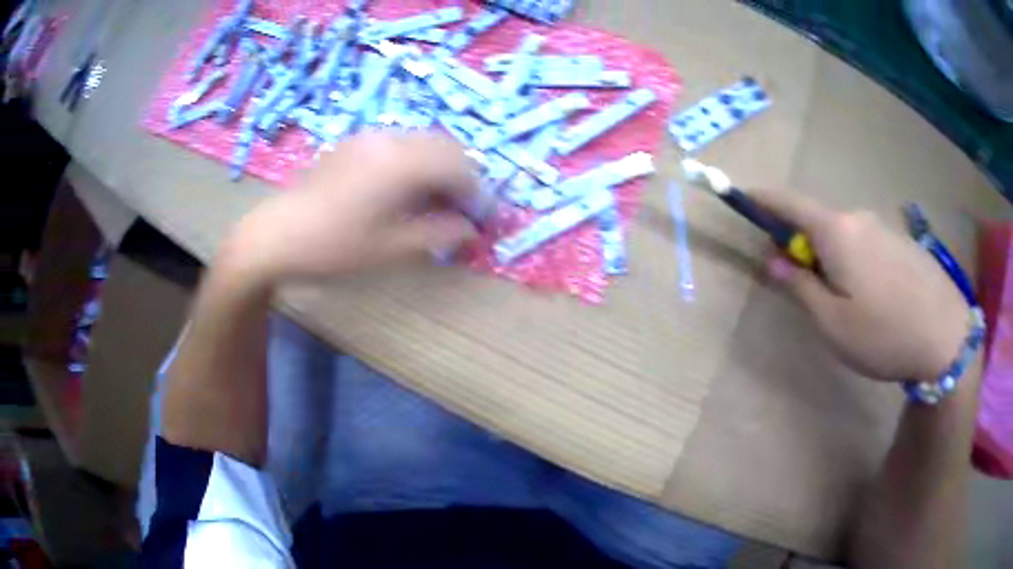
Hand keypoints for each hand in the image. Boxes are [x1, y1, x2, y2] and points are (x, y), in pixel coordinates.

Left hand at [219, 131, 480, 285]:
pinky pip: (401, 144)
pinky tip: (407, 189)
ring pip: (425, 142)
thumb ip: (440, 234)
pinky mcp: (355, 143)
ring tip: (438, 202)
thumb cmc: (334, 247)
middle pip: (447, 146)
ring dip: (441, 167)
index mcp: (403, 163)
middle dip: (464, 177)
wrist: (277, 235)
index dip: (480, 194)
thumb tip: (471, 230)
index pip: (461, 167)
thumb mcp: (392, 249)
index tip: (485, 222)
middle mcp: (391, 139)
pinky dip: (418, 162)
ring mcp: (371, 137)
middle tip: (465, 211)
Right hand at [751, 190, 969, 382]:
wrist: (945, 335)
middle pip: (819, 223)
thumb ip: (800, 288)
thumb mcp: (832, 323)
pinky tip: (876, 299)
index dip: (764, 200)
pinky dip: (858, 261)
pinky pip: (868, 244)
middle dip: (804, 246)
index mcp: (836, 232)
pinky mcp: (903, 243)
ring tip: (848, 304)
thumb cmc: (883, 333)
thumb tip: (775, 261)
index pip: (789, 204)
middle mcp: (859, 219)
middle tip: (807, 288)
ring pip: (846, 236)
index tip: (744, 197)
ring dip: (834, 258)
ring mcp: (885, 228)